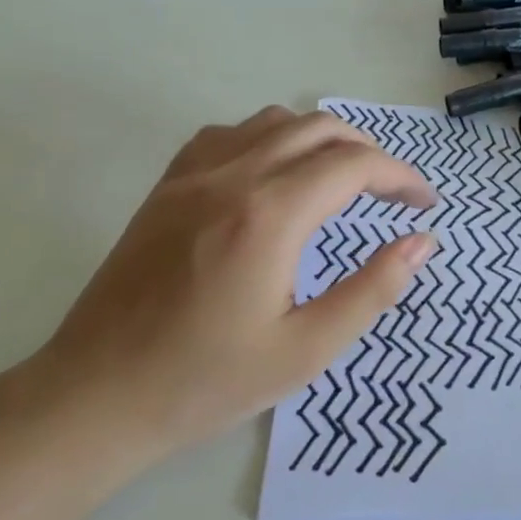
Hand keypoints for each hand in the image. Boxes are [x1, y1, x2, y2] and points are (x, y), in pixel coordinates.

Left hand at [30, 107, 438, 461]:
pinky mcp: (166, 186)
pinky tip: (273, 176)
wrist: (96, 397)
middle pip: (320, 129)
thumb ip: (373, 289)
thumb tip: (421, 242)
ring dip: (321, 140)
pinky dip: (269, 140)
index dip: (401, 177)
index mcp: (271, 215)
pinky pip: (229, 134)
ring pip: (275, 122)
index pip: (354, 165)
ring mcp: (193, 175)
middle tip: (391, 196)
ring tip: (341, 181)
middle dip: (369, 153)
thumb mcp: (306, 350)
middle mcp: (233, 176)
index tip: (424, 204)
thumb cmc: (206, 381)